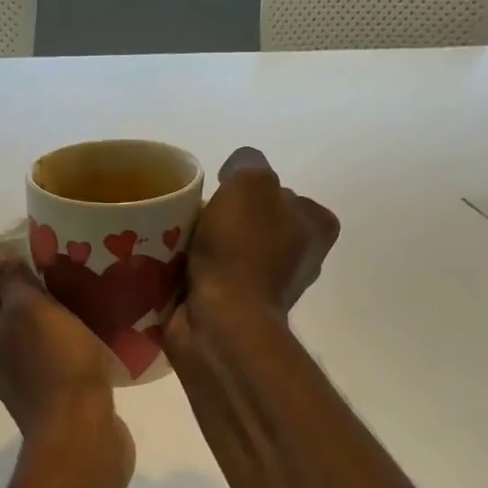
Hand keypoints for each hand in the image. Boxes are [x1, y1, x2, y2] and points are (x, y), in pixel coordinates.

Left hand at [0, 256, 133, 474]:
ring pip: (43, 333)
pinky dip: (78, 344)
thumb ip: (12, 280)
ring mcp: (27, 377)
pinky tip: (103, 333)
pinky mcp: (56, 395)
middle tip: (80, 270)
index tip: (52, 248)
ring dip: (65, 316)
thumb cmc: (55, 365)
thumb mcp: (31, 310)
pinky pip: (64, 358)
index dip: (17, 262)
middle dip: (45, 289)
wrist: (81, 432)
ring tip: (97, 297)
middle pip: (18, 309)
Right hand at [179, 147, 338, 316]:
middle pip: (253, 225)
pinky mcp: (234, 313)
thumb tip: (235, 174)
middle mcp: (299, 260)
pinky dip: (191, 276)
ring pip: (229, 254)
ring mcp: (266, 291)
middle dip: (224, 222)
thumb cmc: (242, 251)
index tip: (224, 199)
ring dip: (203, 249)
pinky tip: (172, 269)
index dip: (251, 193)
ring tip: (176, 244)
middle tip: (193, 219)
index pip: (284, 195)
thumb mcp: (249, 183)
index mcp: (315, 228)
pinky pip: (210, 282)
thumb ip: (247, 164)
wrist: (220, 323)